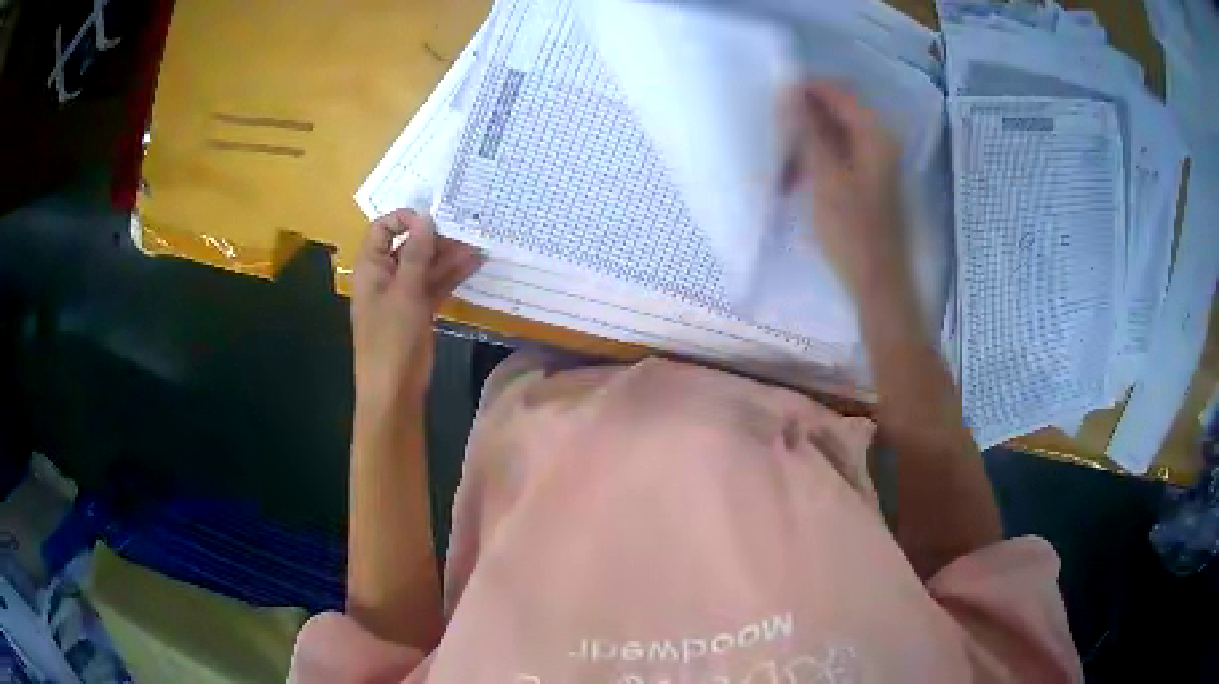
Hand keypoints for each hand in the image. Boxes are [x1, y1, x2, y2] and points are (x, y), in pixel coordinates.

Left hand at [351, 210, 483, 410]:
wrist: (394, 390)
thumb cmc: (391, 339)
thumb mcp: (405, 292)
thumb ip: (416, 253)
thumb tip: (425, 218)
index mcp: (371, 268)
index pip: (382, 229)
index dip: (404, 220)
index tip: (432, 221)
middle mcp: (385, 276)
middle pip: (407, 246)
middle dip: (434, 238)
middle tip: (465, 231)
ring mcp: (402, 295)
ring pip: (425, 266)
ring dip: (448, 256)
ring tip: (477, 246)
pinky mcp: (418, 311)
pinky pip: (434, 285)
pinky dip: (451, 276)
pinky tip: (474, 264)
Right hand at [780, 81, 906, 293]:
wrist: (877, 282)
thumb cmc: (852, 230)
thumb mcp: (824, 176)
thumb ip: (807, 130)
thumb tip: (788, 92)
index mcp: (875, 135)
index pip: (839, 91)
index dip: (806, 88)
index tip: (773, 97)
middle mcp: (880, 142)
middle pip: (837, 112)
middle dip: (803, 119)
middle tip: (774, 134)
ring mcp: (875, 163)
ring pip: (834, 136)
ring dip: (806, 143)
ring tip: (781, 165)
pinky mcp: (868, 182)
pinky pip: (838, 157)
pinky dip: (816, 162)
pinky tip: (795, 180)